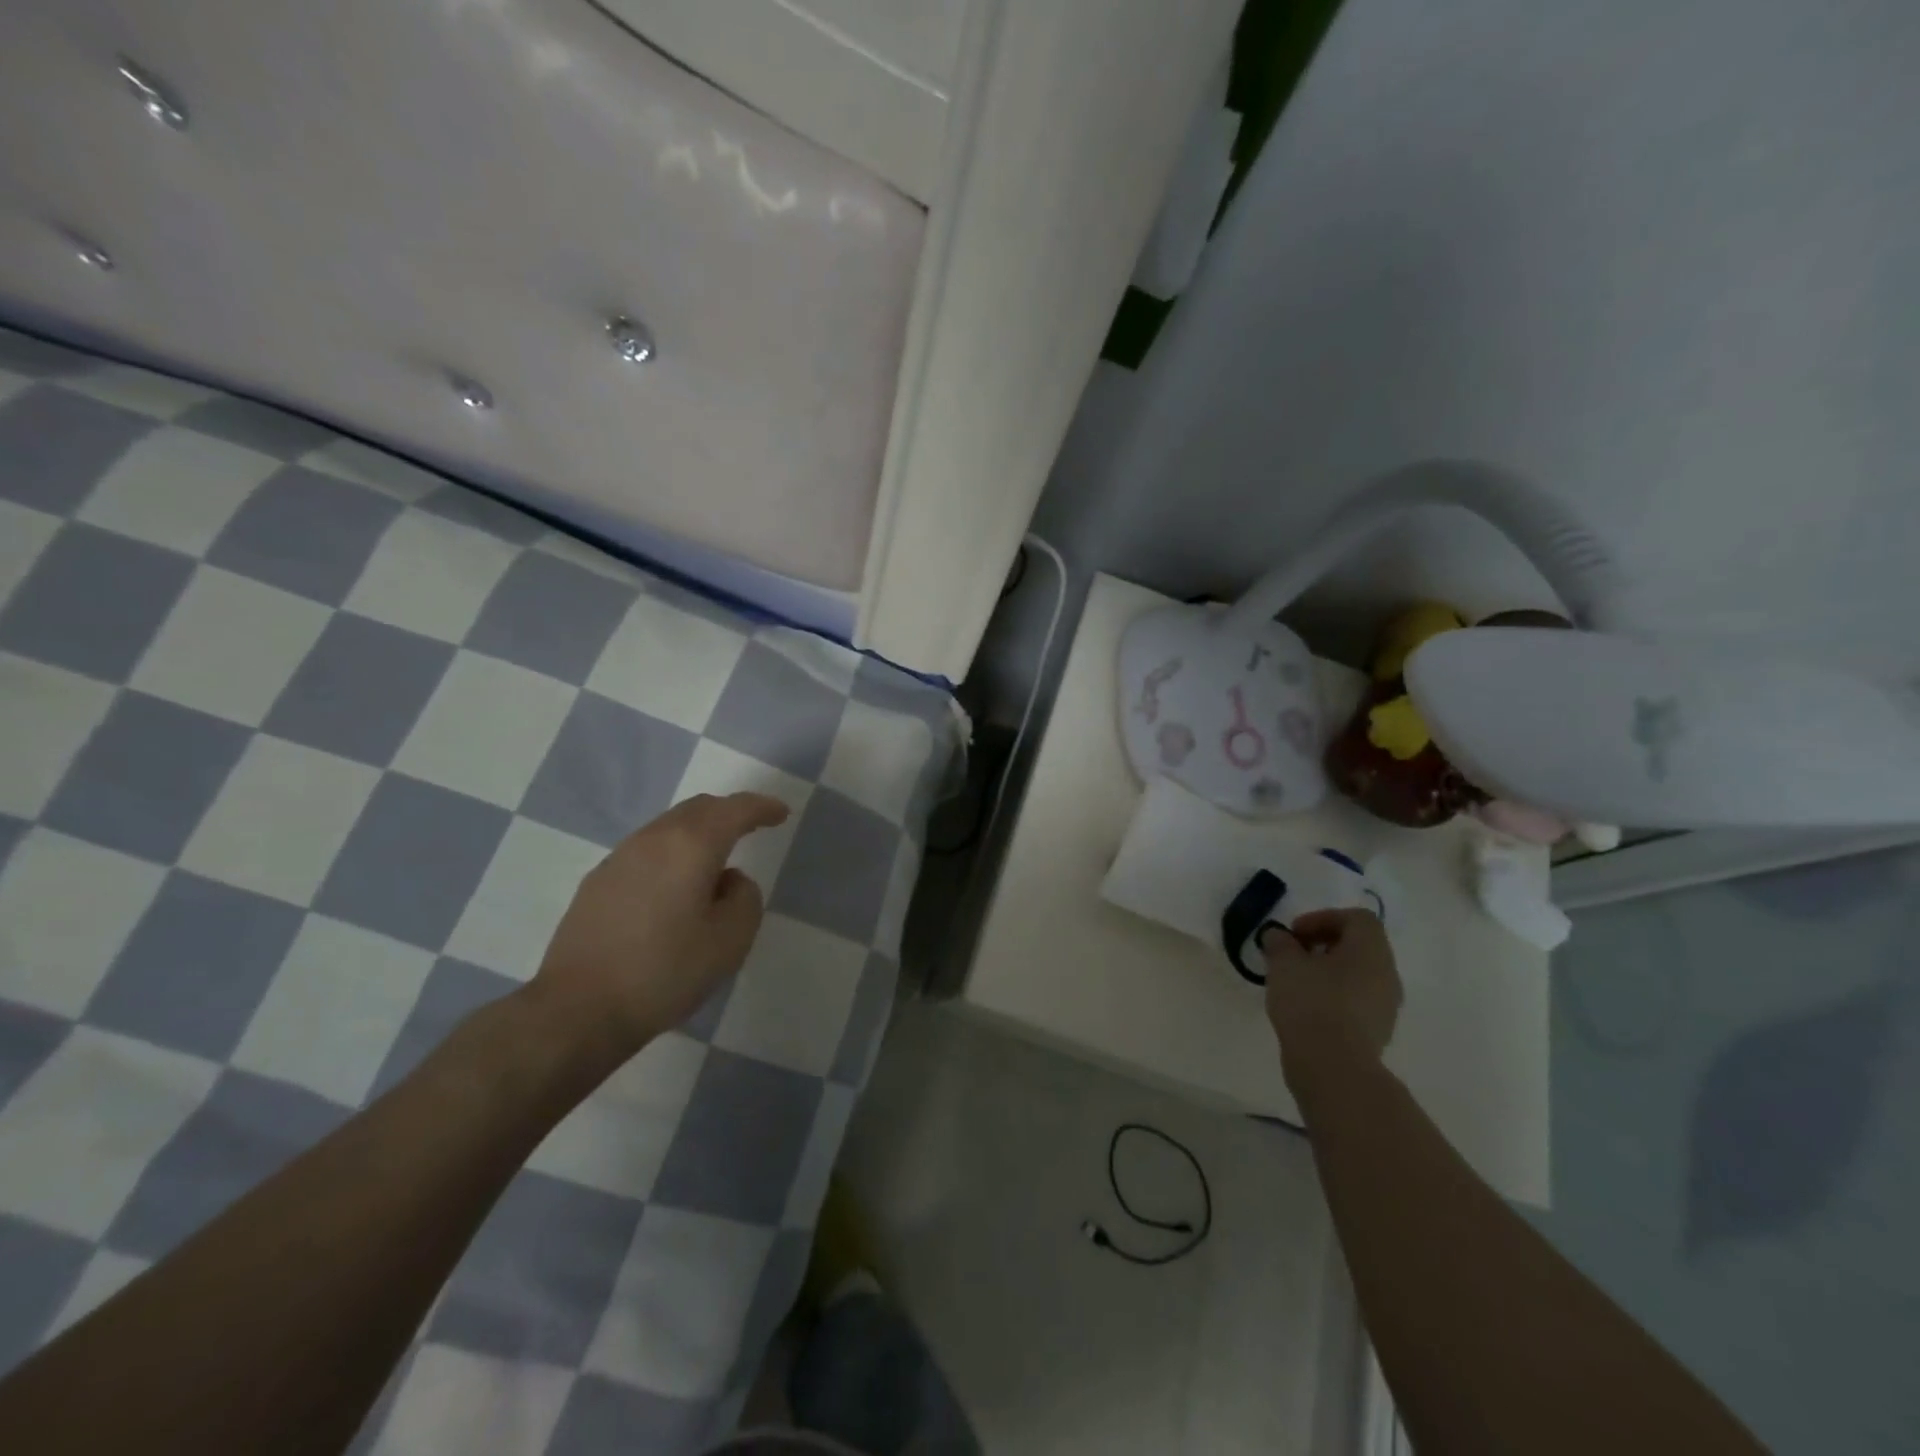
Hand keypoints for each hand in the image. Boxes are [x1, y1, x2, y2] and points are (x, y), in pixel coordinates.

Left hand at [533, 793, 790, 1055]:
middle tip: (752, 827)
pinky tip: (675, 887)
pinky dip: (672, 854)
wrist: (578, 1010)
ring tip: (715, 861)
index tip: (781, 814)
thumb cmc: (665, 972)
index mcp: (691, 845)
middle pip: (699, 809)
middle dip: (730, 813)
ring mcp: (619, 858)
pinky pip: (647, 851)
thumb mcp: (731, 940)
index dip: (762, 808)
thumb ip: (745, 897)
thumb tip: (729, 881)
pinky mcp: (598, 882)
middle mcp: (653, 839)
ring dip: (699, 833)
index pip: (735, 809)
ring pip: (669, 828)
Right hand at [1262, 909, 1402, 1092]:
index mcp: (1371, 951)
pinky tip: (1306, 1009)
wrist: (1333, 1067)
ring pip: (1358, 975)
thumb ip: (1279, 942)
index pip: (1357, 919)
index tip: (1294, 933)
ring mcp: (1386, 1006)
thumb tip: (1278, 936)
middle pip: (1359, 946)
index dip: (1323, 918)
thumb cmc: (1311, 1002)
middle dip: (1323, 944)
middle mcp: (1387, 974)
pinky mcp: (1377, 1032)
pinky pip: (1356, 1002)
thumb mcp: (1284, 963)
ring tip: (1295, 983)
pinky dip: (1333, 996)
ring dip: (1328, 972)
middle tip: (1292, 955)